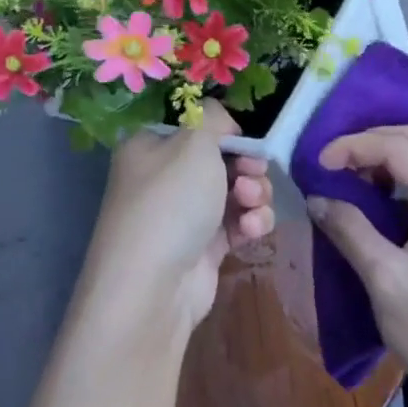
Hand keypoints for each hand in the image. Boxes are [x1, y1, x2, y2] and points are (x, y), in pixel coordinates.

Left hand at [84, 101, 274, 335]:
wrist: (153, 288)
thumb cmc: (171, 202)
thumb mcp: (194, 142)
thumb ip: (214, 118)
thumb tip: (223, 122)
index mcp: (151, 147)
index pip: (195, 126)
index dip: (224, 131)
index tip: (242, 141)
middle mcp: (165, 177)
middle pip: (223, 158)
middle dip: (247, 165)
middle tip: (251, 174)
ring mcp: (185, 214)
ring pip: (237, 190)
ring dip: (255, 194)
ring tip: (251, 205)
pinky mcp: (205, 245)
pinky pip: (239, 222)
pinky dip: (252, 222)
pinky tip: (252, 230)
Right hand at [307, 126, 407, 406]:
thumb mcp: (386, 281)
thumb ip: (351, 231)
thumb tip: (317, 199)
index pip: (400, 148)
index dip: (355, 147)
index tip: (318, 165)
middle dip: (370, 142)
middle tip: (331, 163)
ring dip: (384, 159)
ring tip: (345, 177)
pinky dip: (397, 182)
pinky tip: (372, 199)